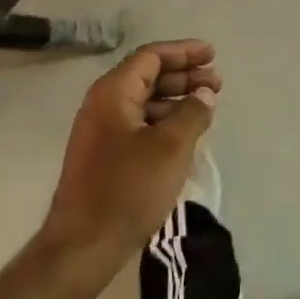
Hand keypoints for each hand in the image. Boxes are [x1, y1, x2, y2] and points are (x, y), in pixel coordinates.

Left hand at [41, 40, 220, 270]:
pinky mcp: (103, 155)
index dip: (184, 52)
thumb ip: (192, 112)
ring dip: (176, 98)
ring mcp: (100, 131)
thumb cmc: (128, 189)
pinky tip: (185, 133)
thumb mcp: (171, 147)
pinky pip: (139, 123)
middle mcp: (103, 103)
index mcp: (113, 92)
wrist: (82, 247)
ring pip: (144, 100)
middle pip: (148, 76)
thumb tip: (204, 94)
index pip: (151, 56)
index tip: (212, 55)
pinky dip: (164, 120)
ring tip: (206, 106)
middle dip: (184, 75)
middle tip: (217, 83)